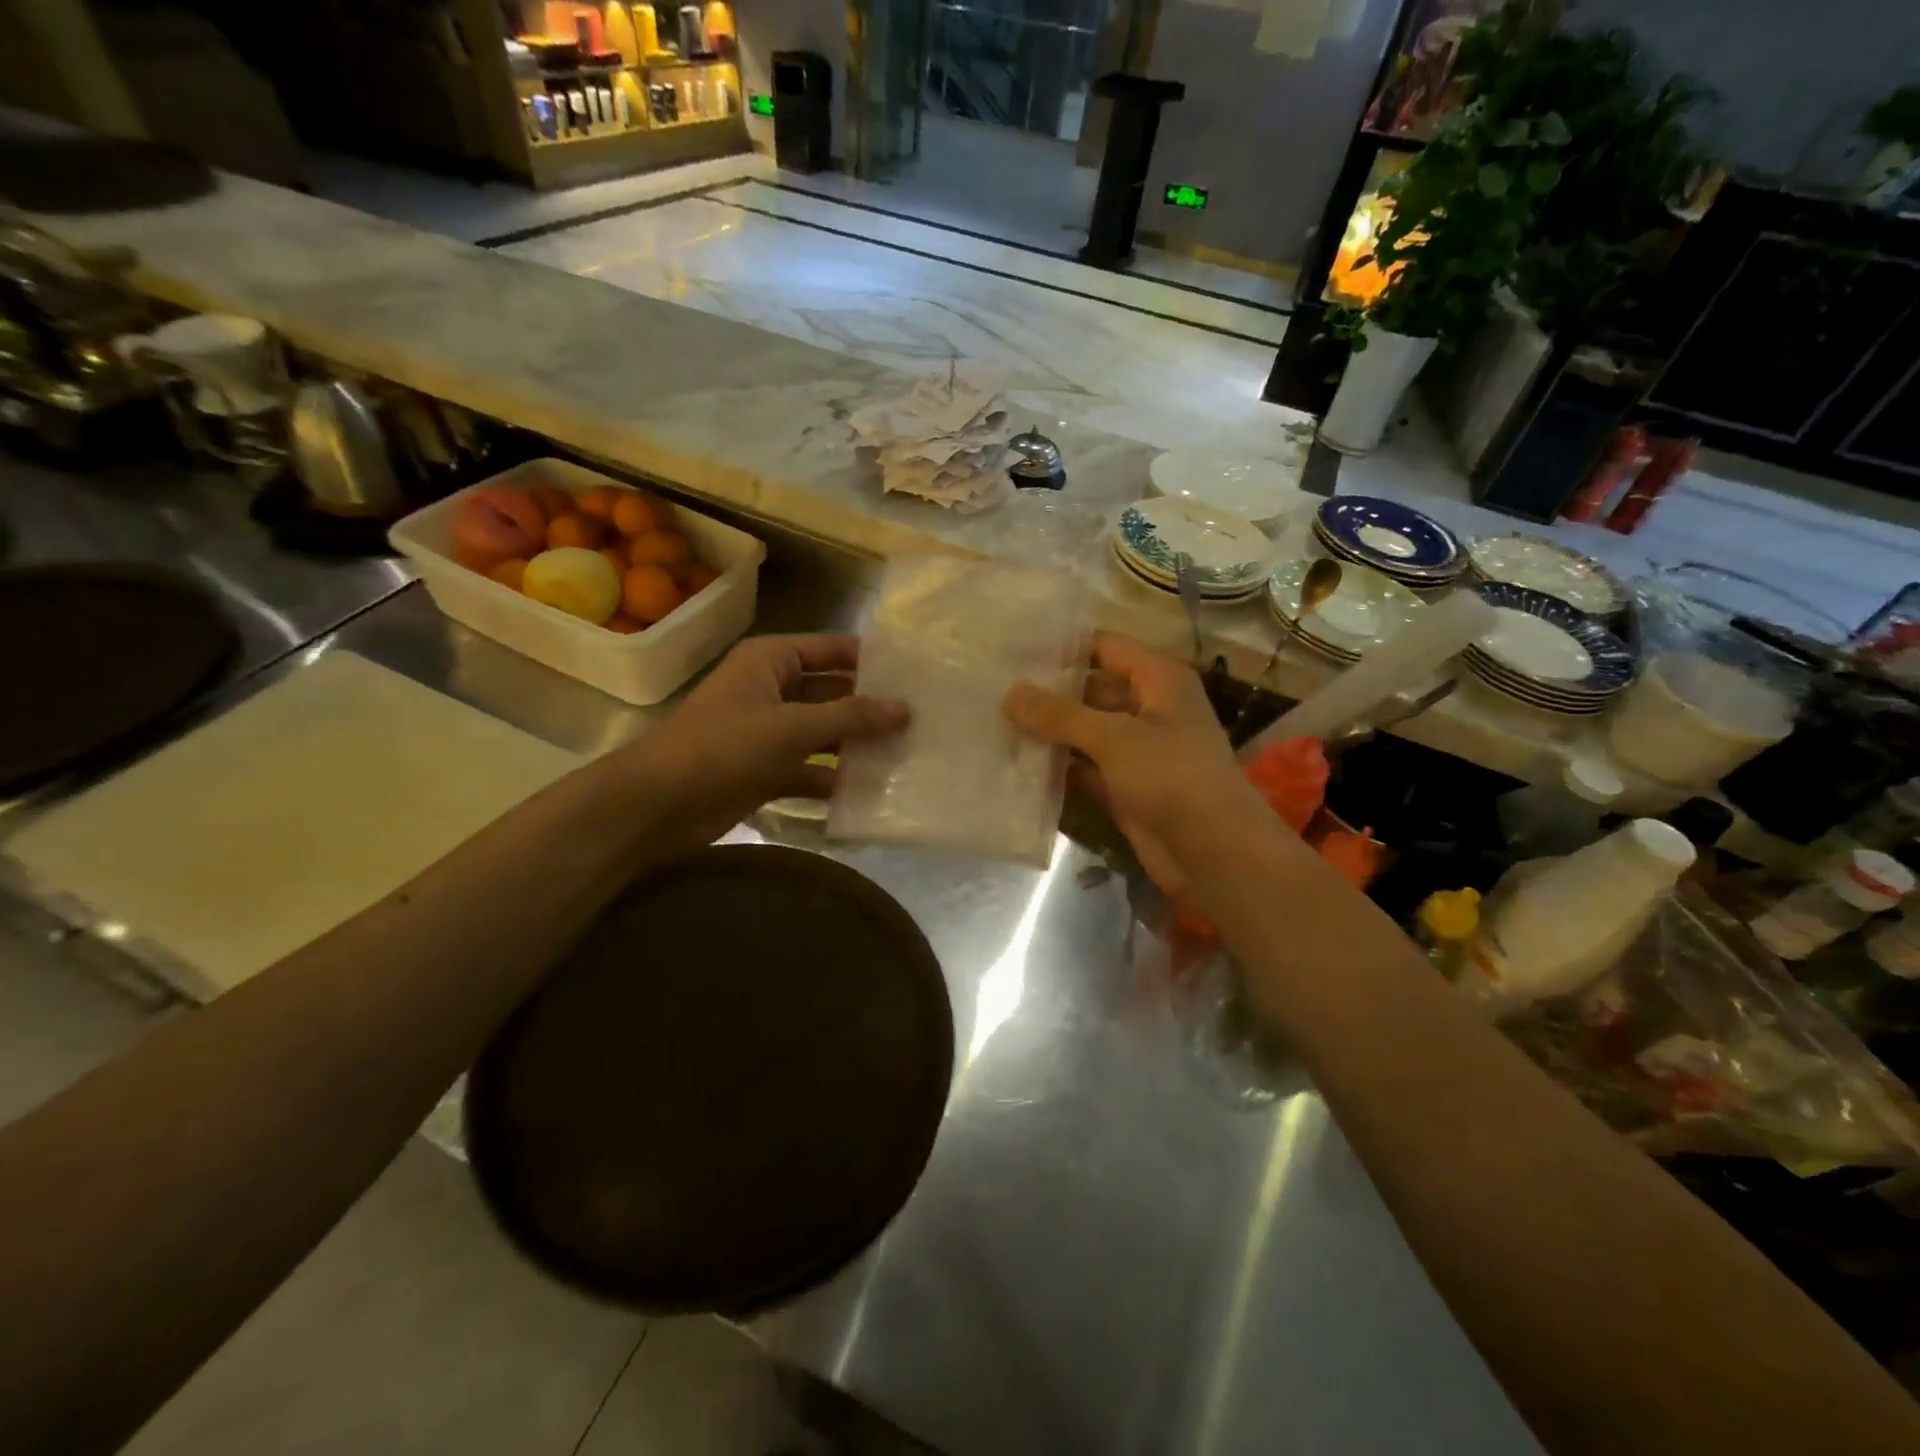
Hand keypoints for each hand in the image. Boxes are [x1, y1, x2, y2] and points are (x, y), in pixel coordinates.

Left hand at [625, 634, 907, 845]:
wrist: (656, 805)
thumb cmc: (723, 748)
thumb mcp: (792, 727)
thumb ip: (851, 717)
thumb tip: (905, 708)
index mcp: (773, 661)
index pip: (835, 651)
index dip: (874, 661)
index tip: (920, 676)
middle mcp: (772, 690)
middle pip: (833, 693)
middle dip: (872, 708)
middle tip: (924, 722)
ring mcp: (768, 733)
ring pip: (824, 734)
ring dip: (857, 747)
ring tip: (909, 757)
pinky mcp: (764, 771)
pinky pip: (809, 770)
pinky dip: (833, 781)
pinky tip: (869, 793)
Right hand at [1004, 633, 1262, 889]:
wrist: (1213, 852)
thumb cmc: (1172, 777)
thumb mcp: (1114, 737)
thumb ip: (1060, 715)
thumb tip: (1010, 693)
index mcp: (1158, 680)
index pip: (1104, 647)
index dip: (1062, 647)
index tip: (1013, 650)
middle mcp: (1148, 708)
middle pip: (1090, 690)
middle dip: (1047, 693)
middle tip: (993, 689)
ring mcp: (1136, 750)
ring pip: (1084, 732)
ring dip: (1048, 733)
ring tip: (994, 723)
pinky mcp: (1124, 787)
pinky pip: (1084, 768)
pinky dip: (1057, 768)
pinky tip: (1016, 765)